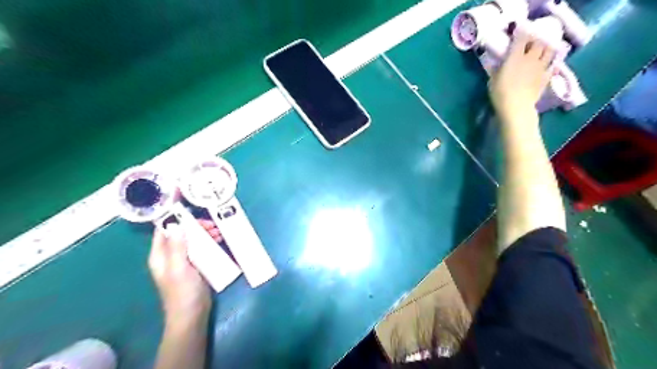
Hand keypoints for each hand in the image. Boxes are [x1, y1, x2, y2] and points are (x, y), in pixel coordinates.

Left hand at [147, 219, 222, 324]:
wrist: (192, 315)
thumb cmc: (183, 292)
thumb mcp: (179, 268)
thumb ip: (177, 246)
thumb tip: (174, 223)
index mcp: (160, 255)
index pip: (163, 230)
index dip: (175, 218)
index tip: (191, 211)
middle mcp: (170, 255)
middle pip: (181, 233)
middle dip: (195, 226)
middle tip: (212, 225)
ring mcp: (183, 260)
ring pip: (192, 239)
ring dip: (204, 233)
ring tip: (218, 233)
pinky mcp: (195, 265)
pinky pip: (201, 248)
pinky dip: (208, 242)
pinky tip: (219, 241)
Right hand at [490, 31, 555, 123]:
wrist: (516, 107)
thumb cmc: (500, 93)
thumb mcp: (492, 80)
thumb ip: (495, 68)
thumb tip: (493, 61)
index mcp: (515, 57)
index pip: (521, 38)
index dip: (521, 33)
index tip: (518, 33)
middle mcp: (531, 58)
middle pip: (539, 42)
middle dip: (535, 40)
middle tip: (530, 43)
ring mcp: (541, 67)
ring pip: (550, 50)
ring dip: (546, 48)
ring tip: (541, 51)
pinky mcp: (546, 77)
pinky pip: (553, 66)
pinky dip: (551, 63)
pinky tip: (548, 65)